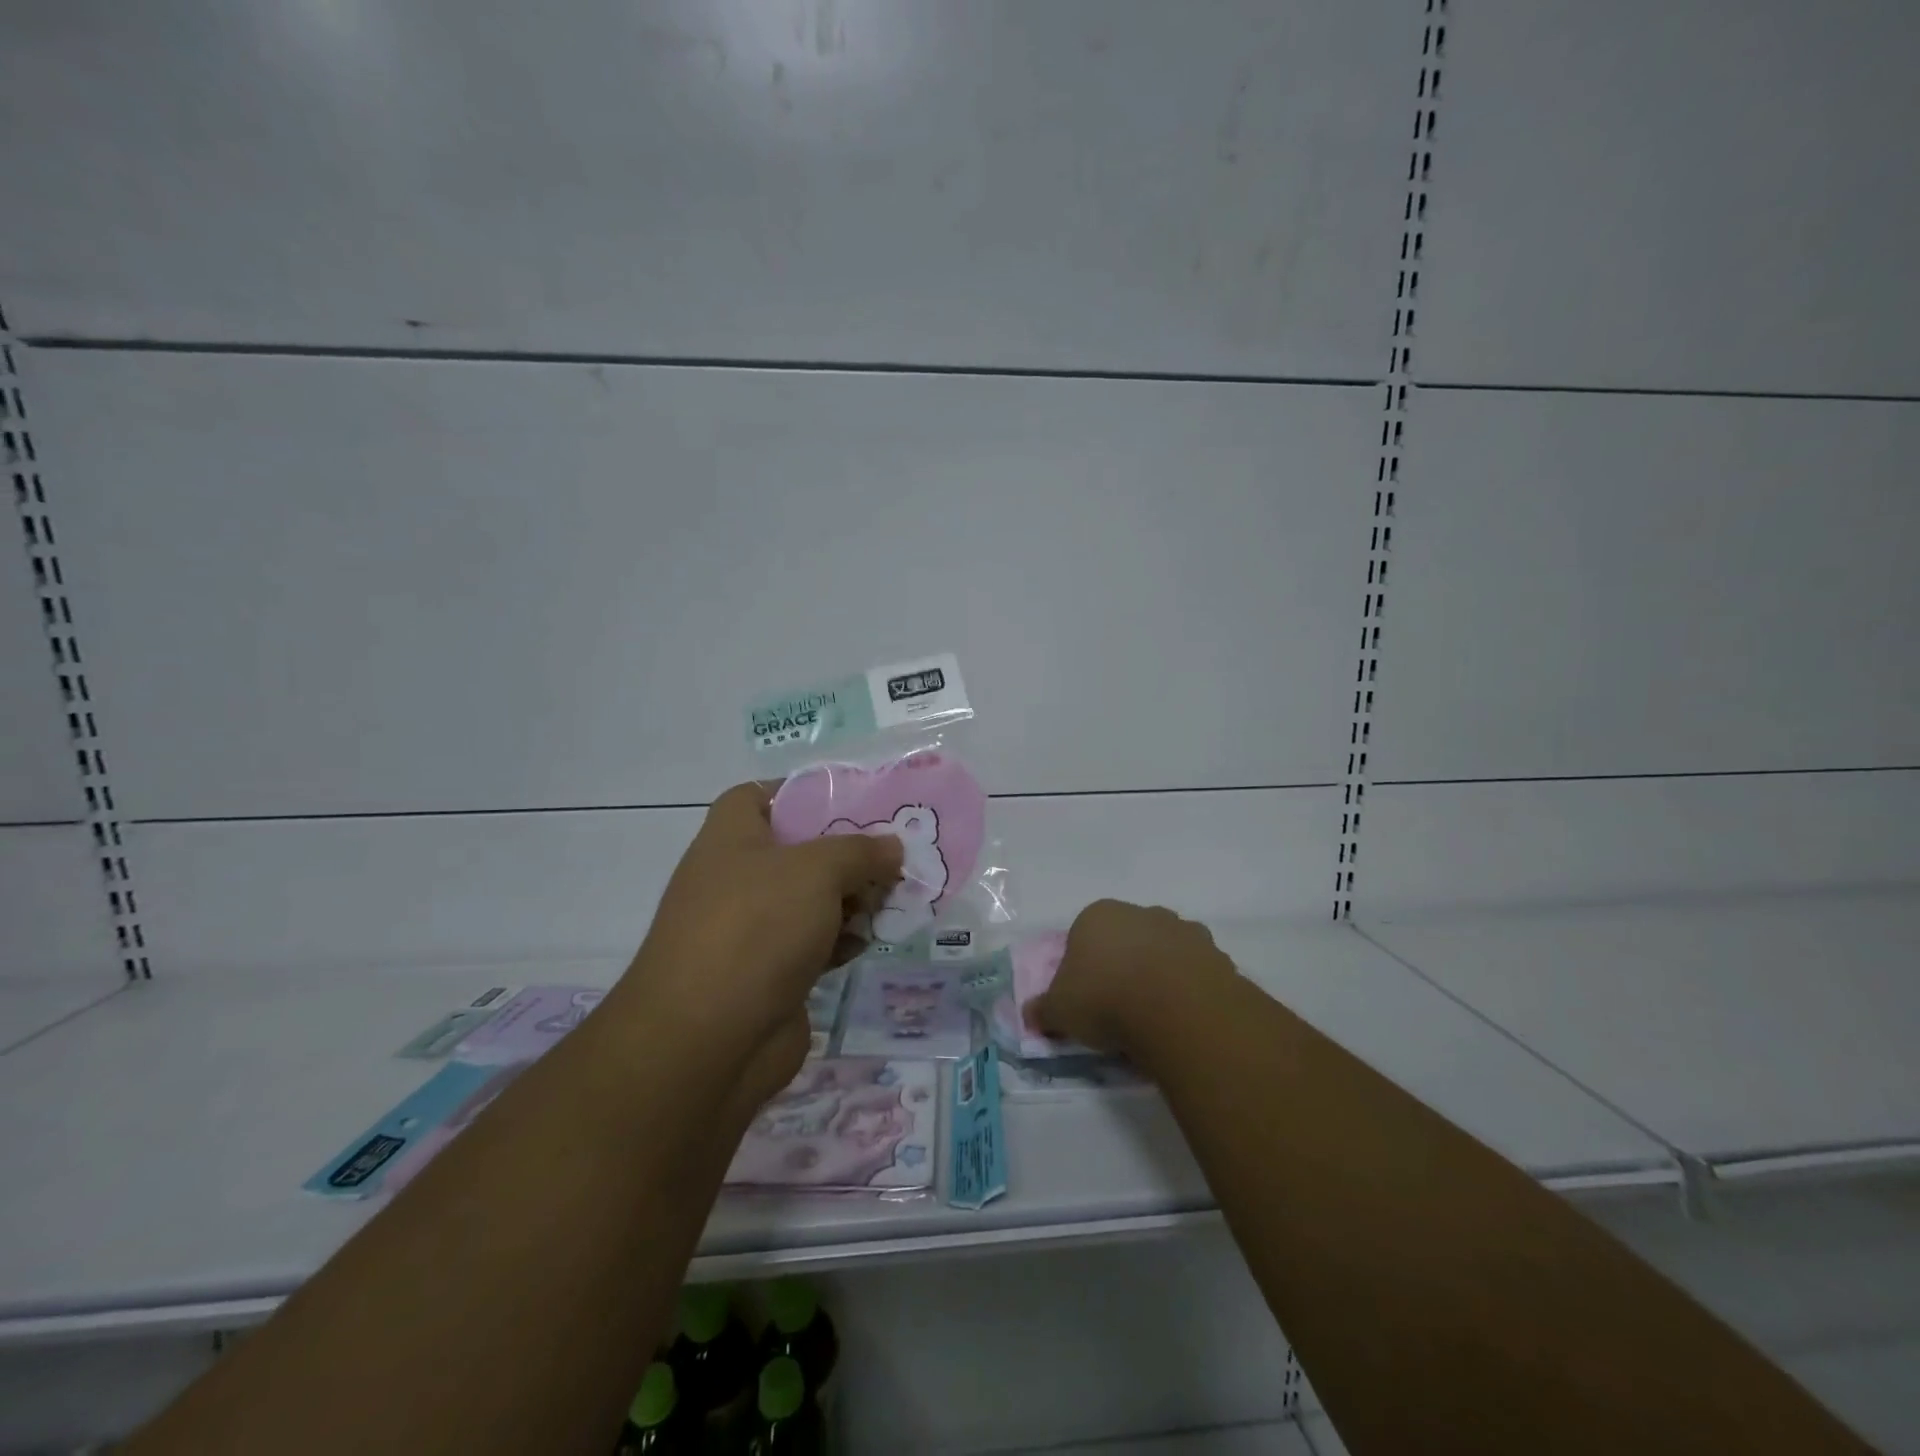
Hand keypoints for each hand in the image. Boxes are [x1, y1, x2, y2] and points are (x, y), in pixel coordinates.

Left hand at [618, 782, 902, 1063]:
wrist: (708, 1039)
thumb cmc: (757, 927)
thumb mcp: (817, 870)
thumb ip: (861, 852)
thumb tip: (892, 848)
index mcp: (732, 838)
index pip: (759, 796)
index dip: (801, 792)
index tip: (850, 801)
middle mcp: (737, 878)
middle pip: (799, 850)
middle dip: (847, 852)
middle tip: (894, 854)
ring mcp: (752, 929)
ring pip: (812, 900)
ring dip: (852, 899)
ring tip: (895, 897)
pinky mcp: (770, 974)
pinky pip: (814, 943)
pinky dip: (841, 940)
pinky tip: (872, 940)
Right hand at [1024, 900, 1235, 1058]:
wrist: (1176, 1009)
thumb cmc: (1106, 999)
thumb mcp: (1060, 1011)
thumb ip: (1043, 1010)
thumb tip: (1031, 1014)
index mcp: (1099, 915)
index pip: (1083, 935)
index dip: (1082, 967)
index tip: (1085, 998)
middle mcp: (1142, 913)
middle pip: (1126, 939)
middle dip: (1123, 966)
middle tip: (1119, 1007)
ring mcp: (1182, 930)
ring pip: (1163, 951)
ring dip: (1158, 975)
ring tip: (1154, 1017)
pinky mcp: (1214, 954)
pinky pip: (1194, 971)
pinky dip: (1188, 989)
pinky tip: (1181, 1018)